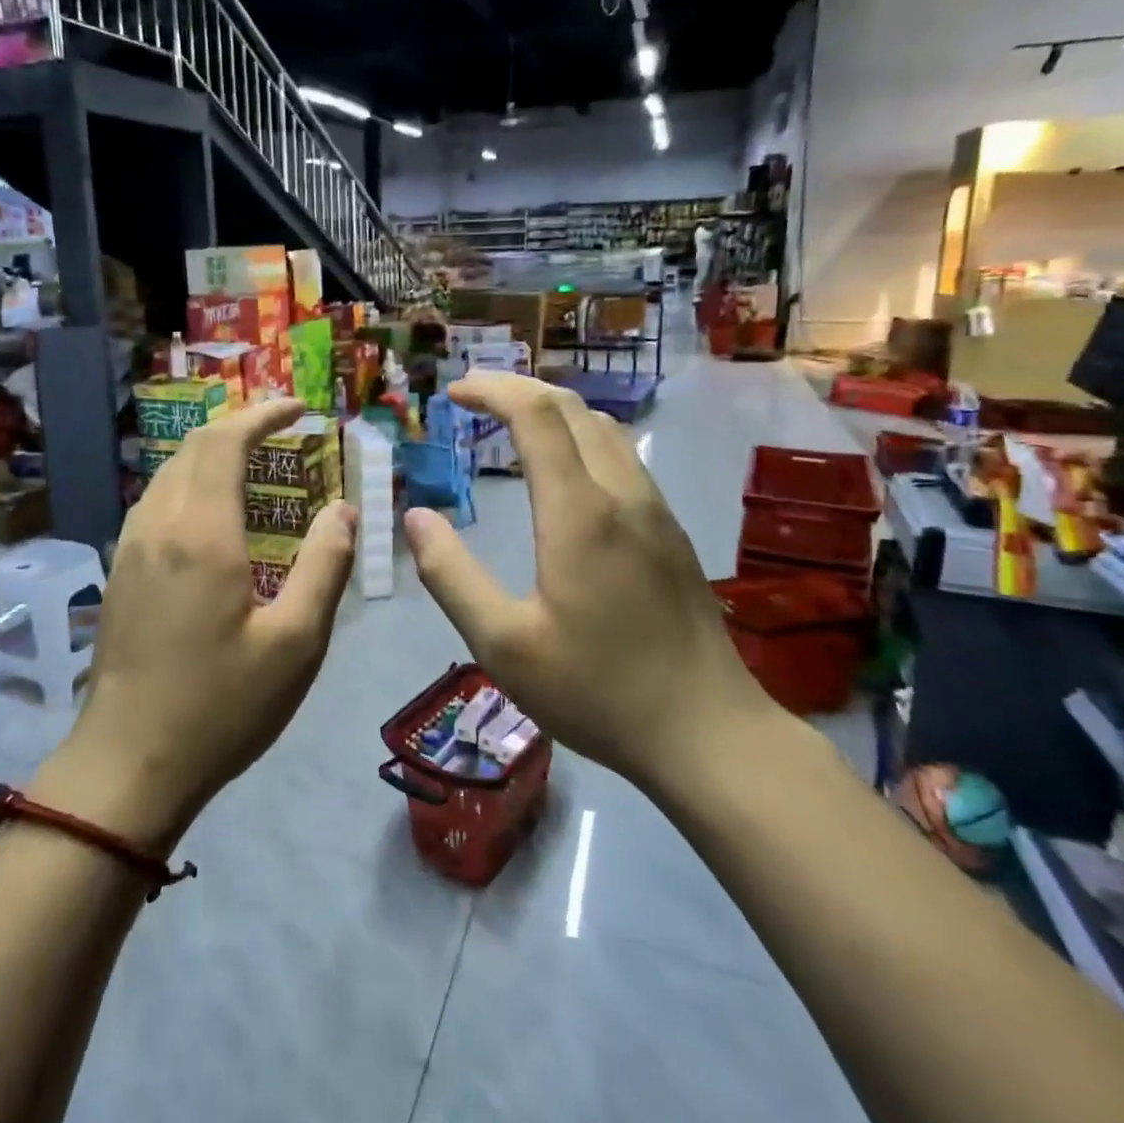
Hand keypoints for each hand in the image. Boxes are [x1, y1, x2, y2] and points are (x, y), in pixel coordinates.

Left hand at [39, 400, 355, 848]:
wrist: (126, 766)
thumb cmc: (221, 706)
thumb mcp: (296, 642)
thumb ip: (326, 566)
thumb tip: (345, 511)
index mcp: (201, 533)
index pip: (225, 441)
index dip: (263, 414)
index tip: (299, 408)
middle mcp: (158, 525)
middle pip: (193, 447)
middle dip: (239, 426)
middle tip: (284, 431)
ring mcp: (130, 548)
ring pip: (170, 473)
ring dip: (212, 454)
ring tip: (256, 465)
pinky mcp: (120, 573)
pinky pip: (157, 502)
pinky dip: (192, 483)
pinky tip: (216, 515)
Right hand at [404, 373, 771, 790]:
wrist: (707, 733)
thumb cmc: (596, 690)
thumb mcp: (502, 644)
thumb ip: (450, 576)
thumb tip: (416, 518)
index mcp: (578, 512)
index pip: (536, 415)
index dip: (492, 390)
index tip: (454, 391)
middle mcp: (622, 494)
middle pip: (572, 408)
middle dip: (519, 389)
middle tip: (474, 398)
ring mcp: (655, 510)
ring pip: (604, 429)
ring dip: (554, 411)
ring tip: (513, 424)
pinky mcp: (671, 532)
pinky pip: (623, 457)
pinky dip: (581, 437)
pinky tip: (565, 471)